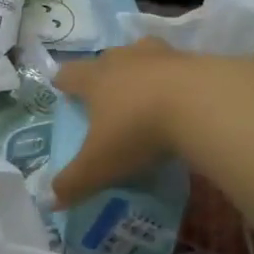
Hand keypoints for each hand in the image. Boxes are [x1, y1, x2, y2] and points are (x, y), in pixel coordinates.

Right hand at [51, 39, 193, 206]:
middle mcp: (124, 59)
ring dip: (140, 68)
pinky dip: (176, 79)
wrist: (200, 104)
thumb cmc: (138, 130)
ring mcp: (160, 55)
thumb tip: (53, 200)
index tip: (61, 87)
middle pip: (106, 58)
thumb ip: (74, 183)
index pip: (69, 74)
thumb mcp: (100, 165)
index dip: (63, 81)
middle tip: (106, 94)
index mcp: (95, 79)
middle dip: (103, 73)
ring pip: (142, 53)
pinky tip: (183, 99)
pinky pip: (178, 66)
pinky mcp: (193, 60)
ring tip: (146, 89)